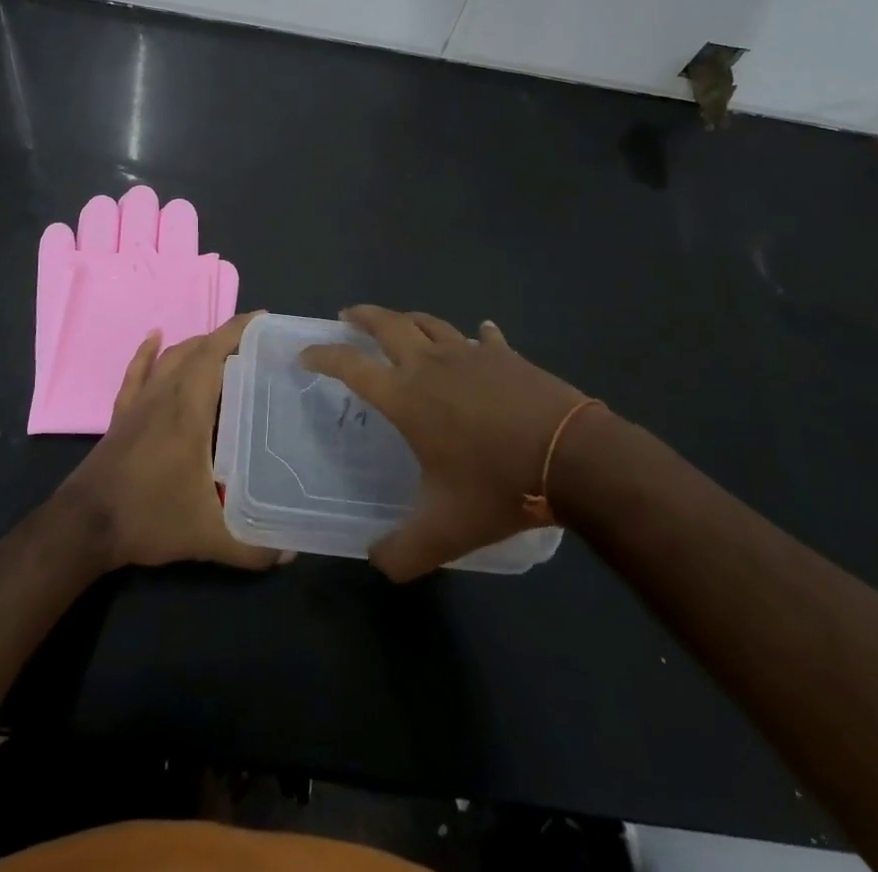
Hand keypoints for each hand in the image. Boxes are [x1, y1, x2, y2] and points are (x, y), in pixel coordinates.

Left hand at [58, 312, 284, 571]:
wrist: (85, 526)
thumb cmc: (148, 518)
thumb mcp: (207, 537)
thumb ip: (253, 547)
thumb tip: (292, 552)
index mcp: (188, 409)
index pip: (215, 354)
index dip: (239, 331)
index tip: (264, 320)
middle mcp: (164, 394)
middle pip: (196, 350)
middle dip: (226, 338)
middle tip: (257, 344)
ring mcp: (139, 402)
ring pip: (170, 357)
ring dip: (196, 345)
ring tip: (222, 348)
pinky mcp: (121, 414)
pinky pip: (136, 372)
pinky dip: (148, 352)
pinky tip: (156, 336)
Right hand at [301, 306, 597, 581]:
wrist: (572, 458)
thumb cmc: (498, 487)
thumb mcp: (445, 533)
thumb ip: (402, 552)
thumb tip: (375, 561)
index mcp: (406, 397)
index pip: (350, 366)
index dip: (323, 355)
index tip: (306, 354)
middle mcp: (430, 365)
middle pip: (387, 324)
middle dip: (363, 317)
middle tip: (348, 316)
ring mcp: (470, 354)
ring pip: (429, 323)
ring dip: (408, 319)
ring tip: (399, 324)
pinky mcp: (505, 355)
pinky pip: (482, 337)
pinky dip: (474, 335)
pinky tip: (479, 334)